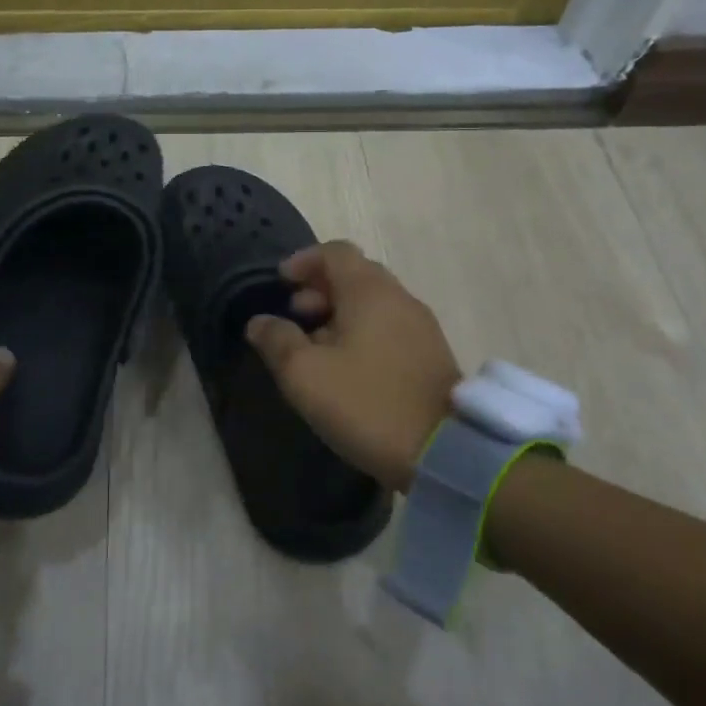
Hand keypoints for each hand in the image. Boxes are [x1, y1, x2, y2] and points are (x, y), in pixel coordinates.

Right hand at [245, 241, 461, 492]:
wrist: (446, 453)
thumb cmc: (367, 403)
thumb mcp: (306, 375)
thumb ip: (277, 341)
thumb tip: (260, 322)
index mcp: (369, 291)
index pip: (335, 252)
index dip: (304, 260)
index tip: (281, 282)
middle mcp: (399, 297)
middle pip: (355, 274)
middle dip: (320, 288)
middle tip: (296, 316)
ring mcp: (421, 326)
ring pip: (373, 302)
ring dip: (340, 312)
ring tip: (317, 347)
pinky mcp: (431, 354)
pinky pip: (389, 325)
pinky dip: (363, 330)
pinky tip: (348, 367)